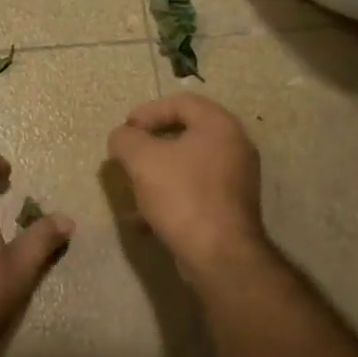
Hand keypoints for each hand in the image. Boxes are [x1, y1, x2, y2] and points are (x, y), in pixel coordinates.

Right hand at [107, 93, 265, 280]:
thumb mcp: (142, 160)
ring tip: (132, 189)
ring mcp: (236, 180)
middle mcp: (235, 147)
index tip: (125, 129)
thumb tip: (122, 137)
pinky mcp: (230, 209)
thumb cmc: (182, 195)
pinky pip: (194, 193)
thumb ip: (125, 139)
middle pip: (186, 134)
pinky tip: (144, 220)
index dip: (148, 111)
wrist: (218, 254)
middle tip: (127, 156)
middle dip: (150, 145)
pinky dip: (169, 198)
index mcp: (219, 126)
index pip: (182, 102)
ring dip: (157, 174)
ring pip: (188, 167)